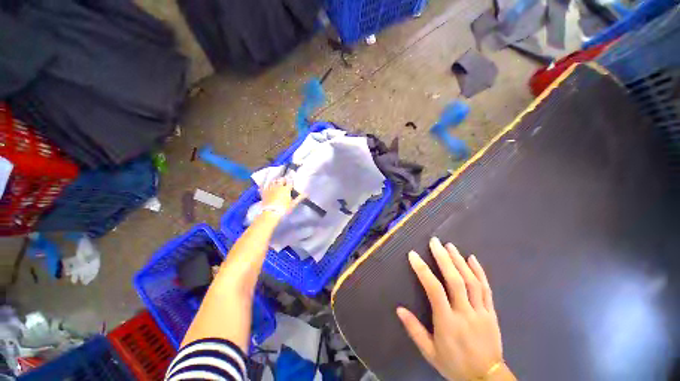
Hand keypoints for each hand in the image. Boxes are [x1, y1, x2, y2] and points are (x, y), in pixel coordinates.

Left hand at [260, 177, 302, 214]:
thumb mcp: (293, 204)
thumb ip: (300, 198)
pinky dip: (265, 186)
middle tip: (284, 180)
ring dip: (275, 181)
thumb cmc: (284, 208)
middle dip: (283, 179)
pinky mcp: (264, 192)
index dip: (291, 181)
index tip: (291, 181)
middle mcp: (278, 186)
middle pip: (281, 179)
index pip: (290, 182)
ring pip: (273, 181)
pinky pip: (264, 186)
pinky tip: (265, 186)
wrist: (271, 212)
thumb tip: (306, 193)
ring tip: (276, 182)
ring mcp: (270, 188)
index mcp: (286, 189)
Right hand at [397, 237, 511, 380]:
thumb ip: (414, 330)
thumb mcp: (430, 352)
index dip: (423, 270)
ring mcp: (481, 312)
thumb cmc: (454, 365)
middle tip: (435, 242)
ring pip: (471, 281)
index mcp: (447, 322)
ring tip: (449, 246)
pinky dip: (479, 272)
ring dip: (459, 261)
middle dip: (444, 258)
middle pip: (455, 280)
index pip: (434, 290)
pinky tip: (472, 258)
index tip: (413, 255)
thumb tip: (399, 309)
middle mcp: (465, 313)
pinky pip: (486, 289)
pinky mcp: (492, 313)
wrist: (487, 379)